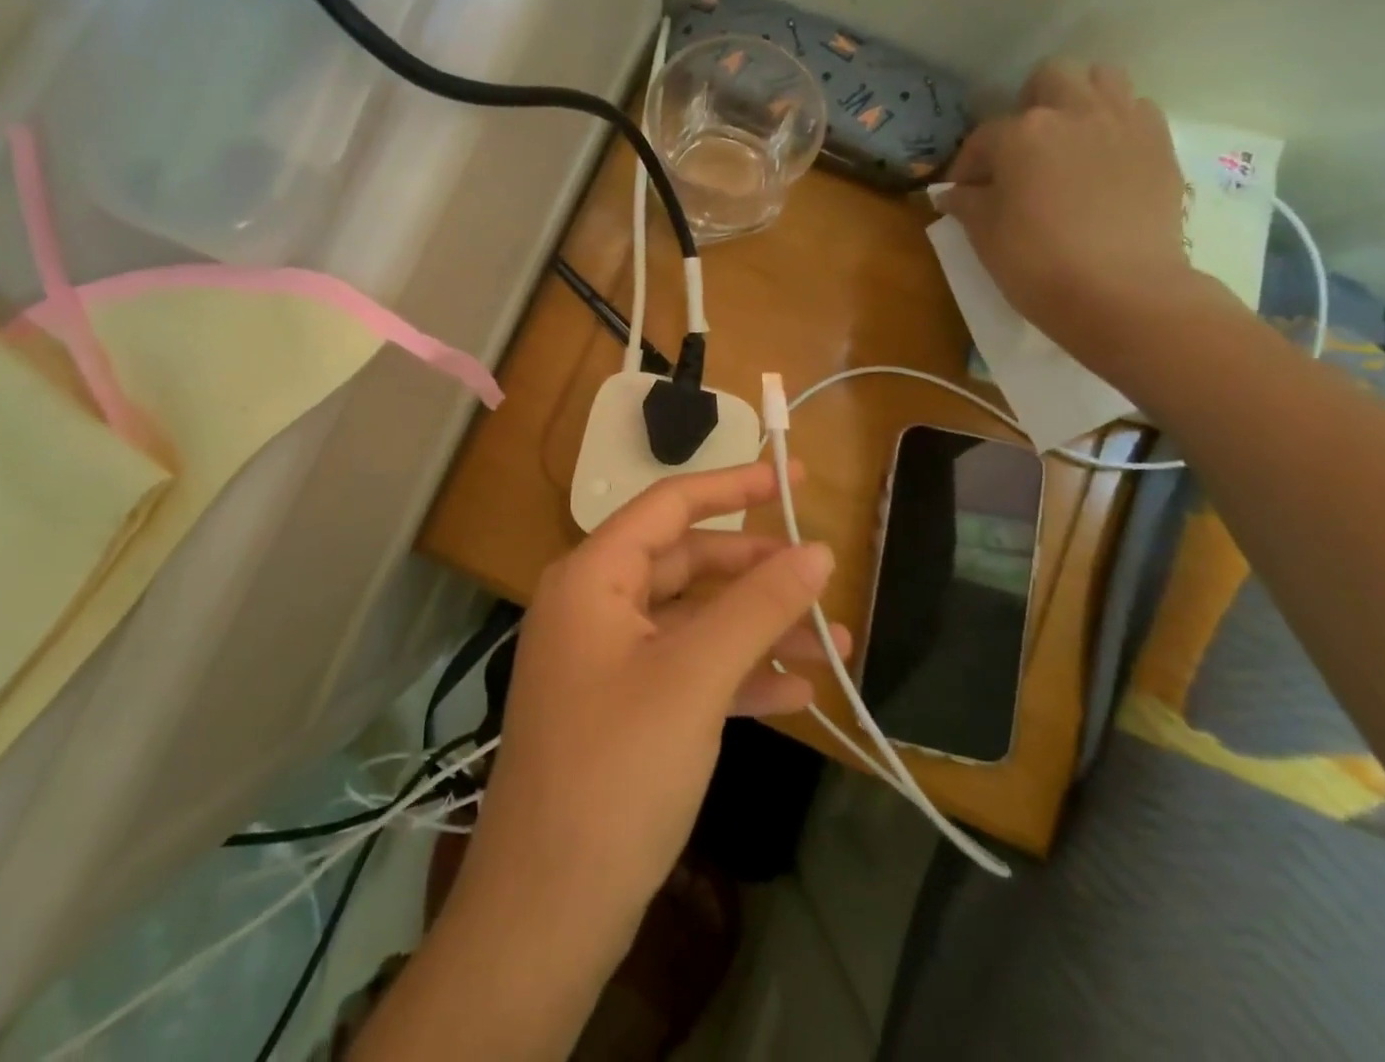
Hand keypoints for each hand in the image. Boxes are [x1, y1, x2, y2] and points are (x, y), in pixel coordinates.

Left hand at [446, 463, 846, 978]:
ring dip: (758, 629)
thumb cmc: (616, 770)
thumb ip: (757, 607)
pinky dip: (737, 674)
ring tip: (836, 646)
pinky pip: (686, 670)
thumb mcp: (694, 678)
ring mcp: (606, 659)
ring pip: (693, 622)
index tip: (794, 478)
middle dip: (757, 574)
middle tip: (823, 578)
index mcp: (593, 576)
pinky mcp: (621, 708)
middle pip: (686, 564)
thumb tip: (817, 552)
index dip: (734, 485)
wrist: (549, 908)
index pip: (670, 505)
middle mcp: (594, 605)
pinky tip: (796, 693)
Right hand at [942, 59, 1226, 368]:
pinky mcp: (1159, 143)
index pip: (983, 138)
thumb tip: (952, 193)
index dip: (968, 166)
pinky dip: (1117, 123)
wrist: (1121, 291)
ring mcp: (1122, 123)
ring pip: (1102, 78)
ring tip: (1069, 140)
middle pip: (1050, 79)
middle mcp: (1073, 113)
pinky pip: (1137, 109)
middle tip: (1022, 149)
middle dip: (1031, 105)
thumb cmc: (1036, 262)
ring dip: (1079, 100)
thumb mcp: (984, 235)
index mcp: (1021, 134)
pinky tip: (1106, 158)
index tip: (965, 194)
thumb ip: (966, 203)